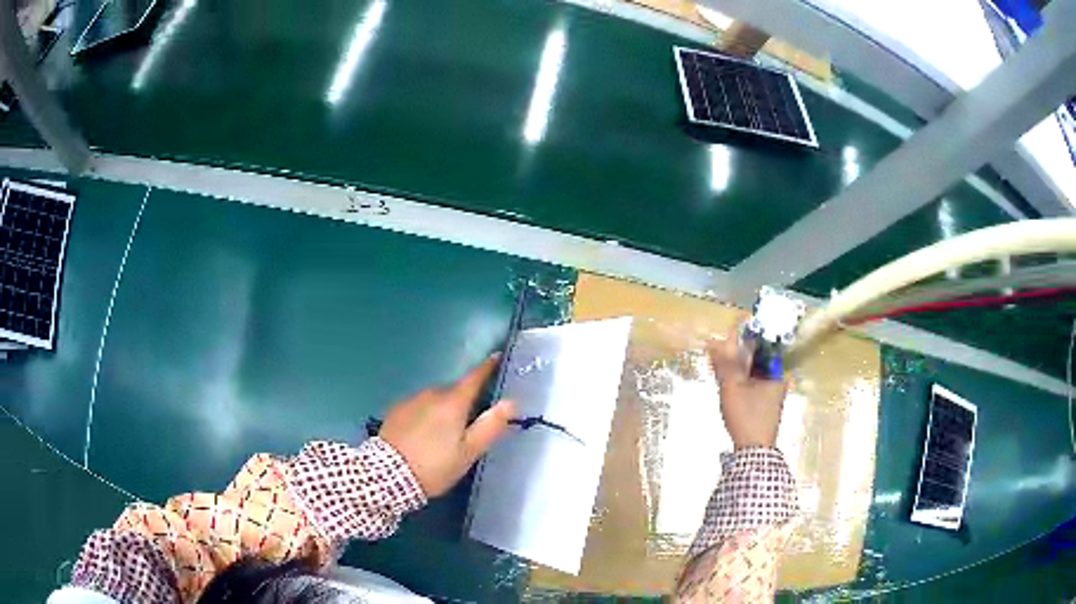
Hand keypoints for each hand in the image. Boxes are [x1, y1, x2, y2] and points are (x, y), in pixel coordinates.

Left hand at [380, 355, 514, 496]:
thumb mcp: (468, 452)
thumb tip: (511, 402)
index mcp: (453, 402)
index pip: (474, 378)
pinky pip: (419, 406)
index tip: (496, 356)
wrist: (387, 475)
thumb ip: (490, 426)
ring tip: (444, 433)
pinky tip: (424, 434)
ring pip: (435, 398)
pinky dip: (426, 414)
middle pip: (454, 390)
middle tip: (470, 421)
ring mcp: (411, 400)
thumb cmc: (435, 465)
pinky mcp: (396, 410)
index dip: (487, 367)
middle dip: (464, 399)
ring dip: (443, 408)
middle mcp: (432, 393)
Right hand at [708, 325, 788, 449]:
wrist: (753, 451)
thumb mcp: (732, 388)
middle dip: (737, 351)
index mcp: (777, 370)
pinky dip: (740, 377)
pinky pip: (753, 381)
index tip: (726, 333)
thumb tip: (714, 341)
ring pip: (754, 369)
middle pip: (757, 356)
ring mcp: (773, 389)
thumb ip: (725, 363)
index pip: (762, 343)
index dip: (743, 336)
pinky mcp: (766, 400)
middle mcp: (779, 377)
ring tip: (718, 361)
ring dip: (737, 365)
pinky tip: (726, 378)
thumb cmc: (746, 416)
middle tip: (718, 348)